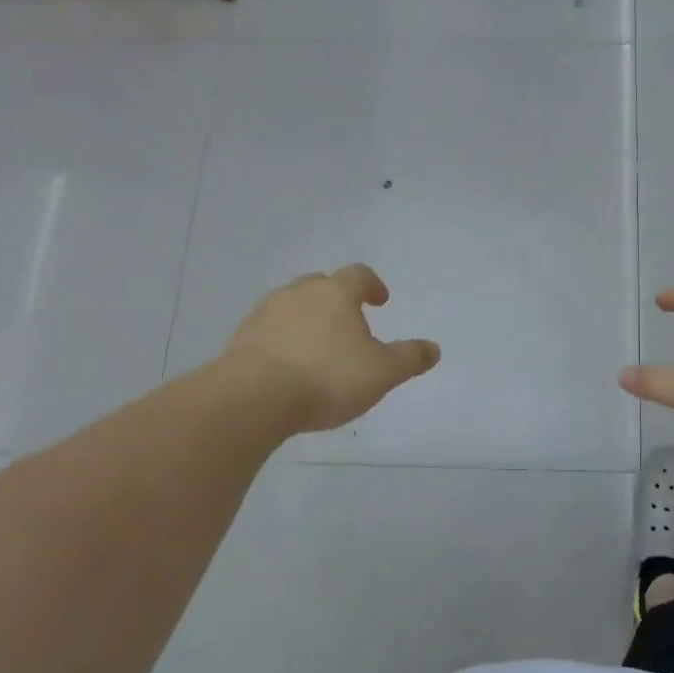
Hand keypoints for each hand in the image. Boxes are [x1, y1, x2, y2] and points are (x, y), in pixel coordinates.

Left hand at [223, 265, 440, 433]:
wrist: (252, 397)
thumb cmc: (327, 377)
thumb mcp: (382, 372)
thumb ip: (409, 358)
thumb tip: (433, 348)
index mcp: (335, 293)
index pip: (358, 274)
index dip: (372, 285)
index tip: (380, 301)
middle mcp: (298, 294)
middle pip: (320, 285)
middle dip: (335, 299)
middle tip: (347, 321)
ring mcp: (264, 314)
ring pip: (290, 306)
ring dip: (305, 319)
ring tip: (316, 347)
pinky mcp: (239, 339)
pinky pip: (267, 331)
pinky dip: (280, 341)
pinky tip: (286, 367)